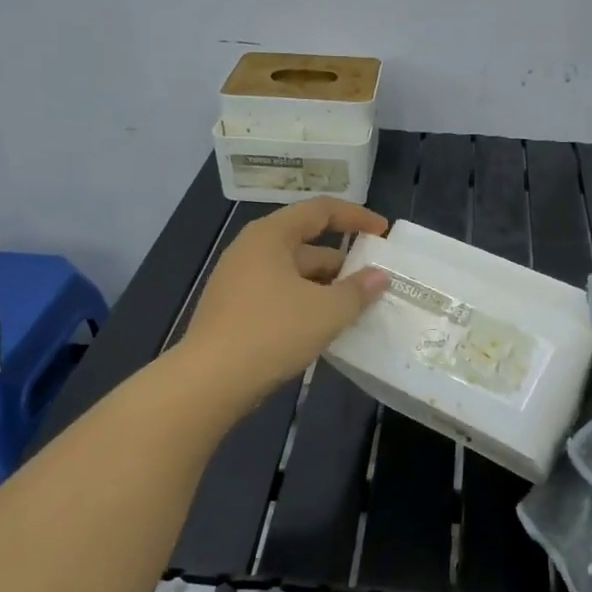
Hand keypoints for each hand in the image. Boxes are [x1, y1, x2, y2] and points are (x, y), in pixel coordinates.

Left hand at [178, 197, 390, 404]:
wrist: (209, 381)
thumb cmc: (271, 333)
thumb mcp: (326, 312)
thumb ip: (358, 291)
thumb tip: (380, 276)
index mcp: (270, 235)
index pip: (320, 210)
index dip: (355, 217)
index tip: (382, 232)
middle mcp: (251, 250)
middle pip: (306, 243)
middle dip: (342, 262)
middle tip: (373, 282)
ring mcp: (239, 280)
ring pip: (293, 273)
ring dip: (325, 287)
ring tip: (354, 308)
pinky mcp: (234, 309)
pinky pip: (279, 295)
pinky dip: (304, 303)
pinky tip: (322, 327)